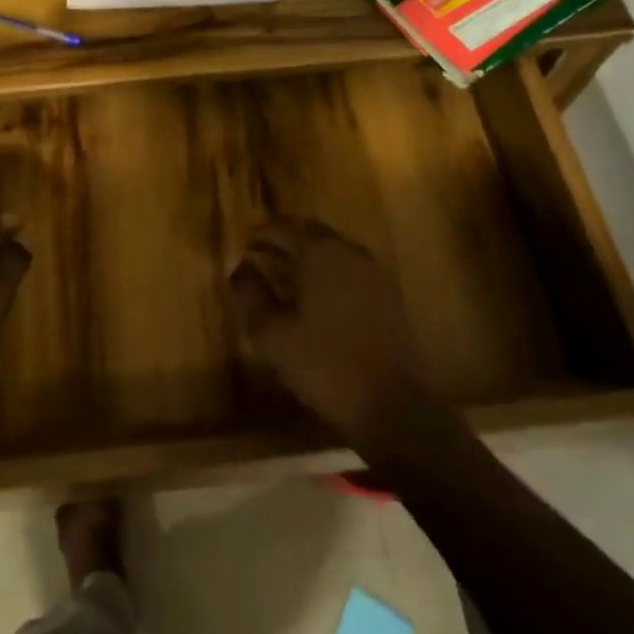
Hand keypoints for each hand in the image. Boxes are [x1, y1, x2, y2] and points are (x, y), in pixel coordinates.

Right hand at [226, 217, 441, 446]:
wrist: (395, 406)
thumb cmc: (325, 365)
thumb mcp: (272, 334)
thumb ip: (251, 294)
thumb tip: (239, 267)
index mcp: (319, 252)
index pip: (282, 227)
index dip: (258, 234)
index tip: (241, 246)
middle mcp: (349, 251)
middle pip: (310, 232)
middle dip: (283, 239)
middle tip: (260, 255)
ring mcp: (374, 272)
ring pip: (333, 249)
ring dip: (308, 255)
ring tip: (284, 274)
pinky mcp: (389, 295)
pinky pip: (350, 268)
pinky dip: (329, 272)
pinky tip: (317, 295)